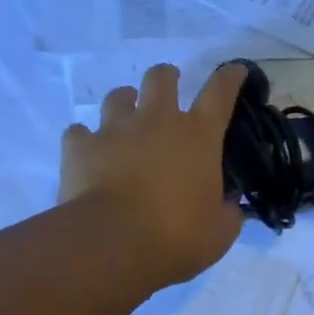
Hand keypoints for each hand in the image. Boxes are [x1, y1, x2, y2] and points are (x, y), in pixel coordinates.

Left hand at [59, 62, 246, 283]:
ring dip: (124, 102)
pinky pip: (79, 131)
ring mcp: (115, 129)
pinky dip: (84, 138)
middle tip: (168, 89)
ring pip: (118, 96)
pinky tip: (87, 151)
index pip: (220, 92)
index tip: (235, 70)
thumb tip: (230, 205)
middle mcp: (157, 120)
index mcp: (198, 135)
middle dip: (166, 77)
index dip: (230, 77)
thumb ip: (228, 213)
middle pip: (161, 77)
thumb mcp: (218, 232)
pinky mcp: (80, 146)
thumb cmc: (175, 236)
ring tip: (125, 117)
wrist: (111, 244)